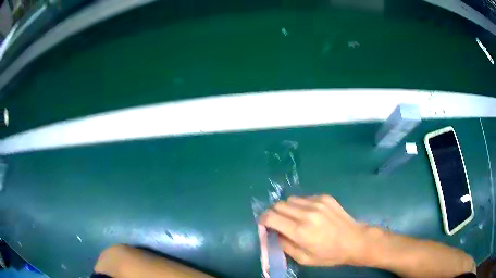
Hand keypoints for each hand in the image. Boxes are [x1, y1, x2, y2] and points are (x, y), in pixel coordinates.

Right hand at [259, 195, 367, 266]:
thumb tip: (273, 234)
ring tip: (292, 217)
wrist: (354, 240)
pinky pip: (304, 197)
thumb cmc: (329, 254)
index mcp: (299, 231)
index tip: (263, 224)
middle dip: (273, 213)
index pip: (271, 217)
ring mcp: (317, 202)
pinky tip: (308, 213)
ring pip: (290, 199)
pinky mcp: (325, 197)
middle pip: (278, 205)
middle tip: (277, 222)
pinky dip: (300, 204)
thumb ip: (285, 246)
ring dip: (286, 208)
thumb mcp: (304, 258)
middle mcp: (306, 213)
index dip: (262, 219)